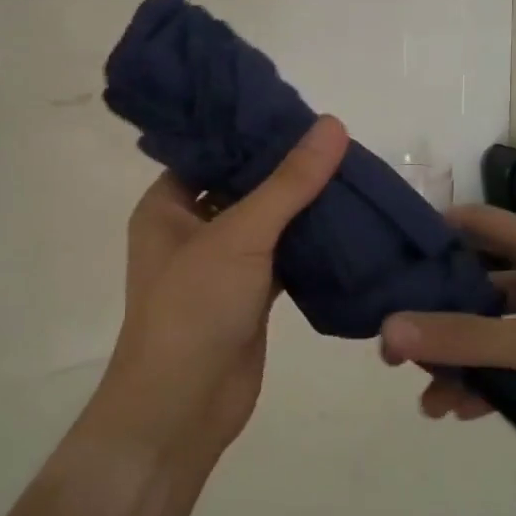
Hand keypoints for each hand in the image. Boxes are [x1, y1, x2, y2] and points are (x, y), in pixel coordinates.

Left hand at [92, 116, 349, 470]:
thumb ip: (288, 183)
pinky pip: (282, 257)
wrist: (184, 407)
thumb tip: (332, 126)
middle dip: (283, 168)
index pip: (208, 152)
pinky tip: (347, 220)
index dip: (248, 130)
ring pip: (265, 223)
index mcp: (167, 205)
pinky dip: (308, 244)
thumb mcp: (240, 235)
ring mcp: (220, 264)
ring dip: (300, 206)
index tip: (295, 109)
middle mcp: (189, 229)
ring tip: (348, 169)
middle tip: (333, 138)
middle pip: (241, 185)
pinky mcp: (248, 295)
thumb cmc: (193, 307)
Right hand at [379, 206, 515, 485]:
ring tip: (431, 401)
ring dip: (464, 361)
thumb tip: (387, 331)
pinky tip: (467, 413)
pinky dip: (494, 384)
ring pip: (499, 333)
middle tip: (398, 345)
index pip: (480, 223)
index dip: (435, 232)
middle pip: (482, 285)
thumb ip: (463, 338)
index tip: (390, 258)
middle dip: (440, 316)